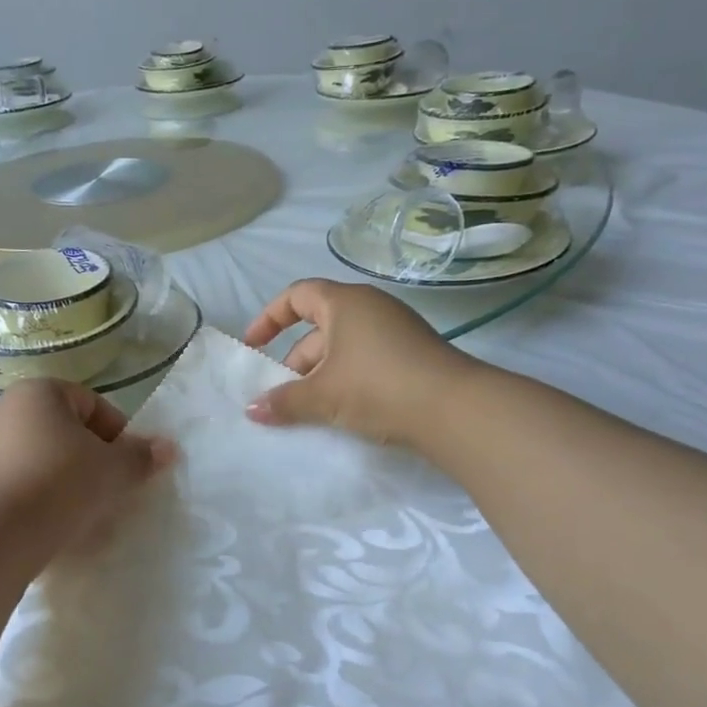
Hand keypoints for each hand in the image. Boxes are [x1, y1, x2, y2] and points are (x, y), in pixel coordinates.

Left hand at [0, 378, 175, 548]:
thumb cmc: (62, 482)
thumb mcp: (114, 468)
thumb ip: (141, 456)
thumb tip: (168, 448)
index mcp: (40, 392)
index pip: (94, 405)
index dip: (119, 435)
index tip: (129, 466)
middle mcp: (8, 411)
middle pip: (68, 432)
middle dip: (94, 459)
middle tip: (112, 489)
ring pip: (46, 460)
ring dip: (70, 481)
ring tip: (87, 511)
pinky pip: (24, 484)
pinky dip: (44, 498)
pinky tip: (58, 523)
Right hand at [241, 279, 470, 446]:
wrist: (454, 409)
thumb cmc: (378, 386)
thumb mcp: (323, 395)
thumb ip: (284, 401)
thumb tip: (251, 410)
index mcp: (344, 303)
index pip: (296, 295)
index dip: (269, 318)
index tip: (253, 347)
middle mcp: (370, 307)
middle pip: (318, 326)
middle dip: (294, 359)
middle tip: (280, 393)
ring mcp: (394, 330)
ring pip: (342, 347)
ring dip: (319, 374)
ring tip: (306, 409)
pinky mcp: (411, 354)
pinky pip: (365, 360)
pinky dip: (345, 380)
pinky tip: (340, 411)